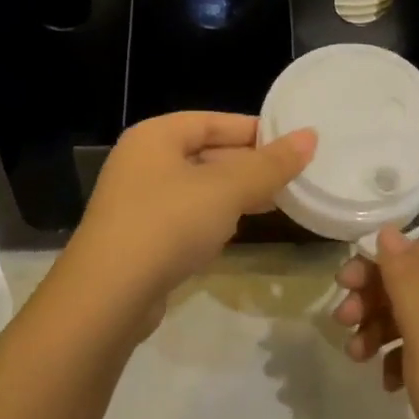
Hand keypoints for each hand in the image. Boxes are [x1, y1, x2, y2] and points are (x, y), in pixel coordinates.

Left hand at [62, 111, 315, 319]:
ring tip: (278, 199)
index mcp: (156, 136)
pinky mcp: (140, 238)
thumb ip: (269, 164)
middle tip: (294, 174)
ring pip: (198, 187)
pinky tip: (239, 229)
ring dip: (235, 193)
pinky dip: (215, 218)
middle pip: (206, 152)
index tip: (294, 142)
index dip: (255, 130)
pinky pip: (187, 216)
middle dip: (248, 164)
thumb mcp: (226, 190)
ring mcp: (138, 201)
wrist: (107, 298)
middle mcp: (143, 161)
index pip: (213, 121)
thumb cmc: (168, 224)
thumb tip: (310, 136)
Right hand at [333, 228, 418, 418]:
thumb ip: (404, 277)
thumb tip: (389, 230)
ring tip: (356, 357)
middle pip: (410, 282)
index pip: (412, 252)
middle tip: (341, 322)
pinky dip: (399, 359)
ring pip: (413, 317)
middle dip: (372, 298)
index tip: (341, 285)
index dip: (374, 264)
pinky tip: (386, 383)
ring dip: (379, 329)